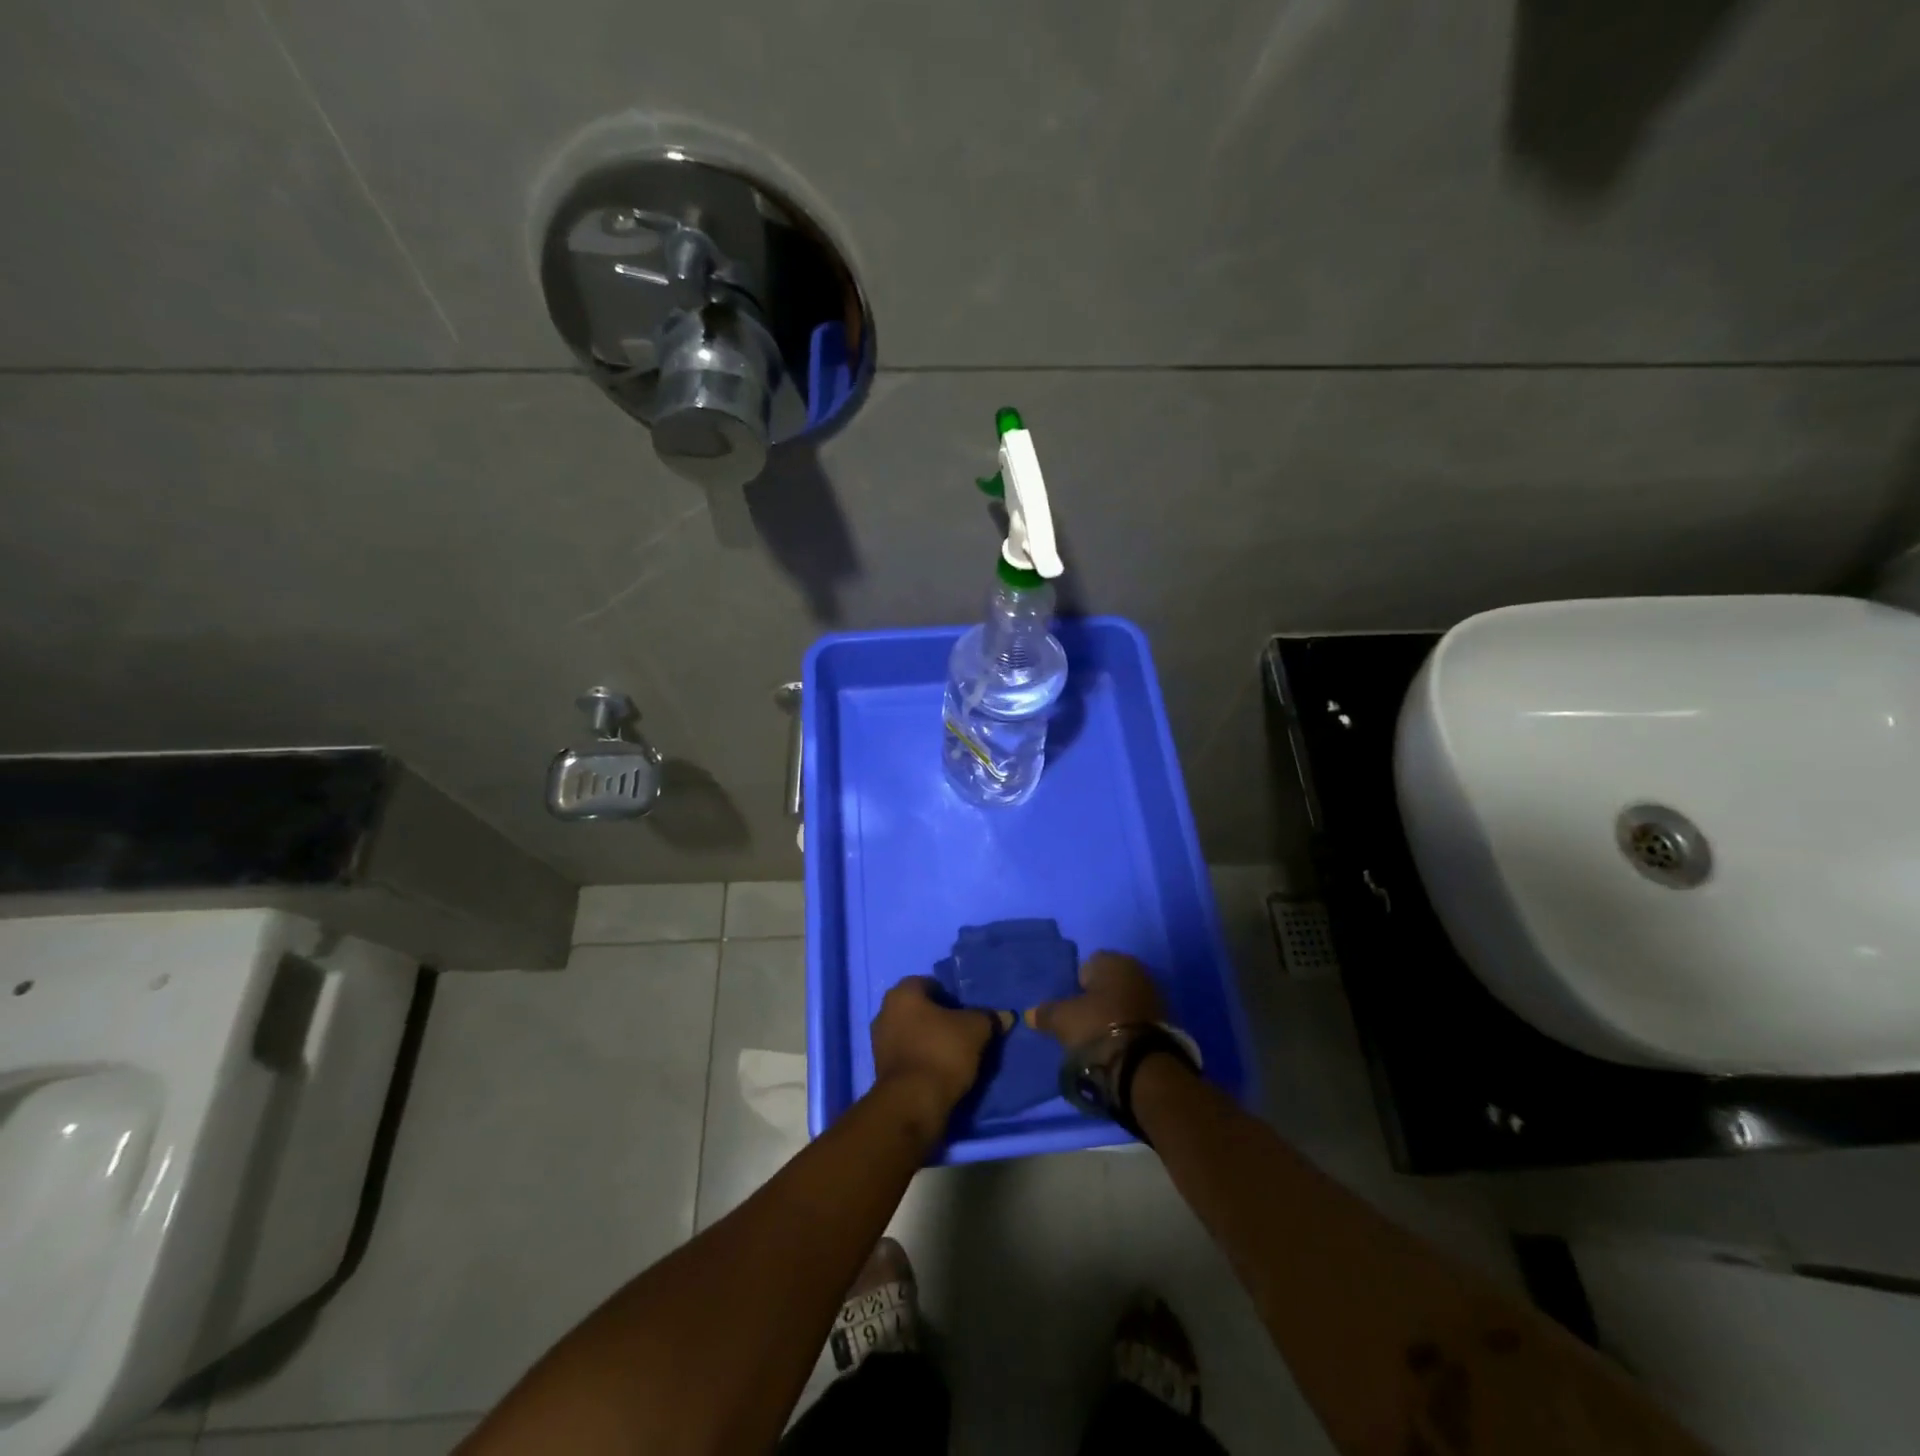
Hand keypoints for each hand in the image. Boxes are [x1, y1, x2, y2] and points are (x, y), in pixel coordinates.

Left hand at [870, 976, 1003, 1119]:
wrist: (913, 1103)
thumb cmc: (942, 1051)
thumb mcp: (976, 1030)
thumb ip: (989, 1018)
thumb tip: (1005, 1016)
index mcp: (902, 993)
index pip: (929, 984)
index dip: (950, 996)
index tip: (967, 1013)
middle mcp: (884, 1012)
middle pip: (918, 1009)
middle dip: (938, 1019)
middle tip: (962, 1032)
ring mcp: (879, 1042)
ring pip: (911, 1033)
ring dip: (929, 1040)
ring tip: (954, 1055)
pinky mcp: (881, 1070)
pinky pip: (907, 1056)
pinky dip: (921, 1060)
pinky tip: (940, 1072)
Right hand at [1026, 950, 1166, 1049]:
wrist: (1143, 1064)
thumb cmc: (1097, 1028)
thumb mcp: (1063, 1020)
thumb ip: (1045, 1013)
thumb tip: (1029, 1013)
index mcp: (1113, 960)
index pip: (1088, 964)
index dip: (1077, 985)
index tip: (1071, 1006)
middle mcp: (1137, 969)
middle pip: (1109, 982)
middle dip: (1098, 998)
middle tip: (1084, 1021)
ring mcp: (1155, 995)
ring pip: (1125, 999)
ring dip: (1115, 1013)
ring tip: (1101, 1036)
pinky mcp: (1167, 1020)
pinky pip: (1139, 1017)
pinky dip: (1130, 1026)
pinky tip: (1119, 1043)